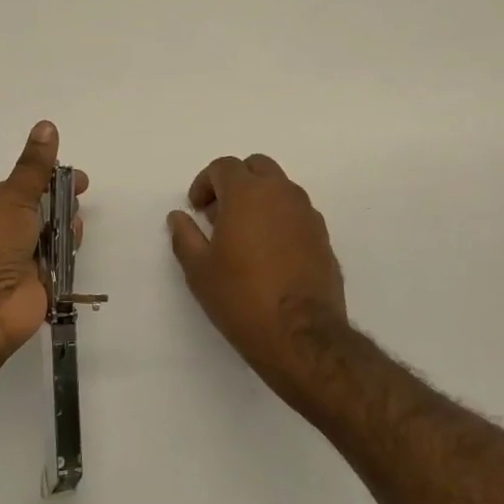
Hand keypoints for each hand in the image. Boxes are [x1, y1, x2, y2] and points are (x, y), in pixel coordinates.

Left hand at [0, 121, 85, 368]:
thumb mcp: (11, 196)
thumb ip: (34, 167)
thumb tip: (47, 125)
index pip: (11, 189)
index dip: (42, 180)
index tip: (72, 176)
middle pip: (29, 215)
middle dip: (55, 204)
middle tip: (79, 195)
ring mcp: (6, 267)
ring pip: (42, 241)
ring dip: (61, 229)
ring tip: (75, 224)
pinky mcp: (27, 291)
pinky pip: (51, 269)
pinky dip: (64, 258)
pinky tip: (73, 247)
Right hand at [167, 155, 348, 393]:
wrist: (302, 336)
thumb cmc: (242, 297)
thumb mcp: (199, 270)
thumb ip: (185, 236)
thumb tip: (179, 217)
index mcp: (248, 193)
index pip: (224, 166)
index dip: (205, 183)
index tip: (197, 209)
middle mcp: (282, 194)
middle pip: (257, 167)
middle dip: (235, 182)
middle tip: (220, 214)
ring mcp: (307, 214)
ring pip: (281, 188)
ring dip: (260, 199)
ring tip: (244, 235)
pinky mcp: (323, 237)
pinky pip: (297, 213)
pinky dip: (280, 219)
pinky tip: (270, 253)